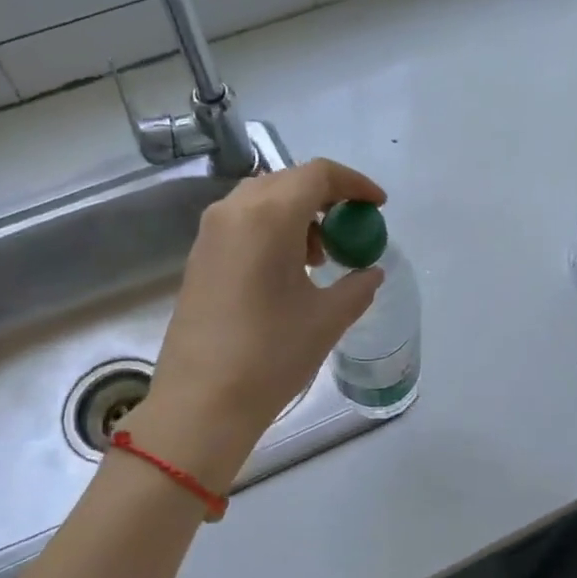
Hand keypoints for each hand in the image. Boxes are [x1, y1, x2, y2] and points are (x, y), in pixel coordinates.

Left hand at [130, 159, 386, 490]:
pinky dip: (272, 230)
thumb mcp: (327, 319)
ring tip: (320, 258)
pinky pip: (242, 222)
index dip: (354, 184)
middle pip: (288, 182)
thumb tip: (370, 271)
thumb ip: (358, 286)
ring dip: (298, 215)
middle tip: (350, 231)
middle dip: (326, 199)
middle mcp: (234, 211)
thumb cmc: (270, 355)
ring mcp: (210, 233)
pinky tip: (286, 271)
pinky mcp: (198, 257)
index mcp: (268, 216)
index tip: (377, 206)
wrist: (200, 402)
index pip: (318, 175)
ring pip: (262, 200)